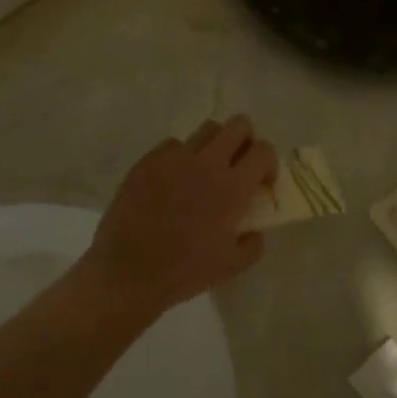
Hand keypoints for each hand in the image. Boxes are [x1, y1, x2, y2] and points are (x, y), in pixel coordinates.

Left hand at [81, 118, 278, 315]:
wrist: (128, 272)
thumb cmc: (185, 272)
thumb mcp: (233, 266)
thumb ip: (253, 243)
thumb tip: (253, 229)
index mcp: (232, 187)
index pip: (263, 151)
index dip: (268, 164)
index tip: (261, 184)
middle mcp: (206, 163)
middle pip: (238, 125)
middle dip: (245, 142)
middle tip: (238, 167)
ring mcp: (174, 158)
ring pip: (206, 129)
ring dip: (215, 146)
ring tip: (206, 171)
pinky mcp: (147, 161)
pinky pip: (172, 145)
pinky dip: (181, 157)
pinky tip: (174, 181)